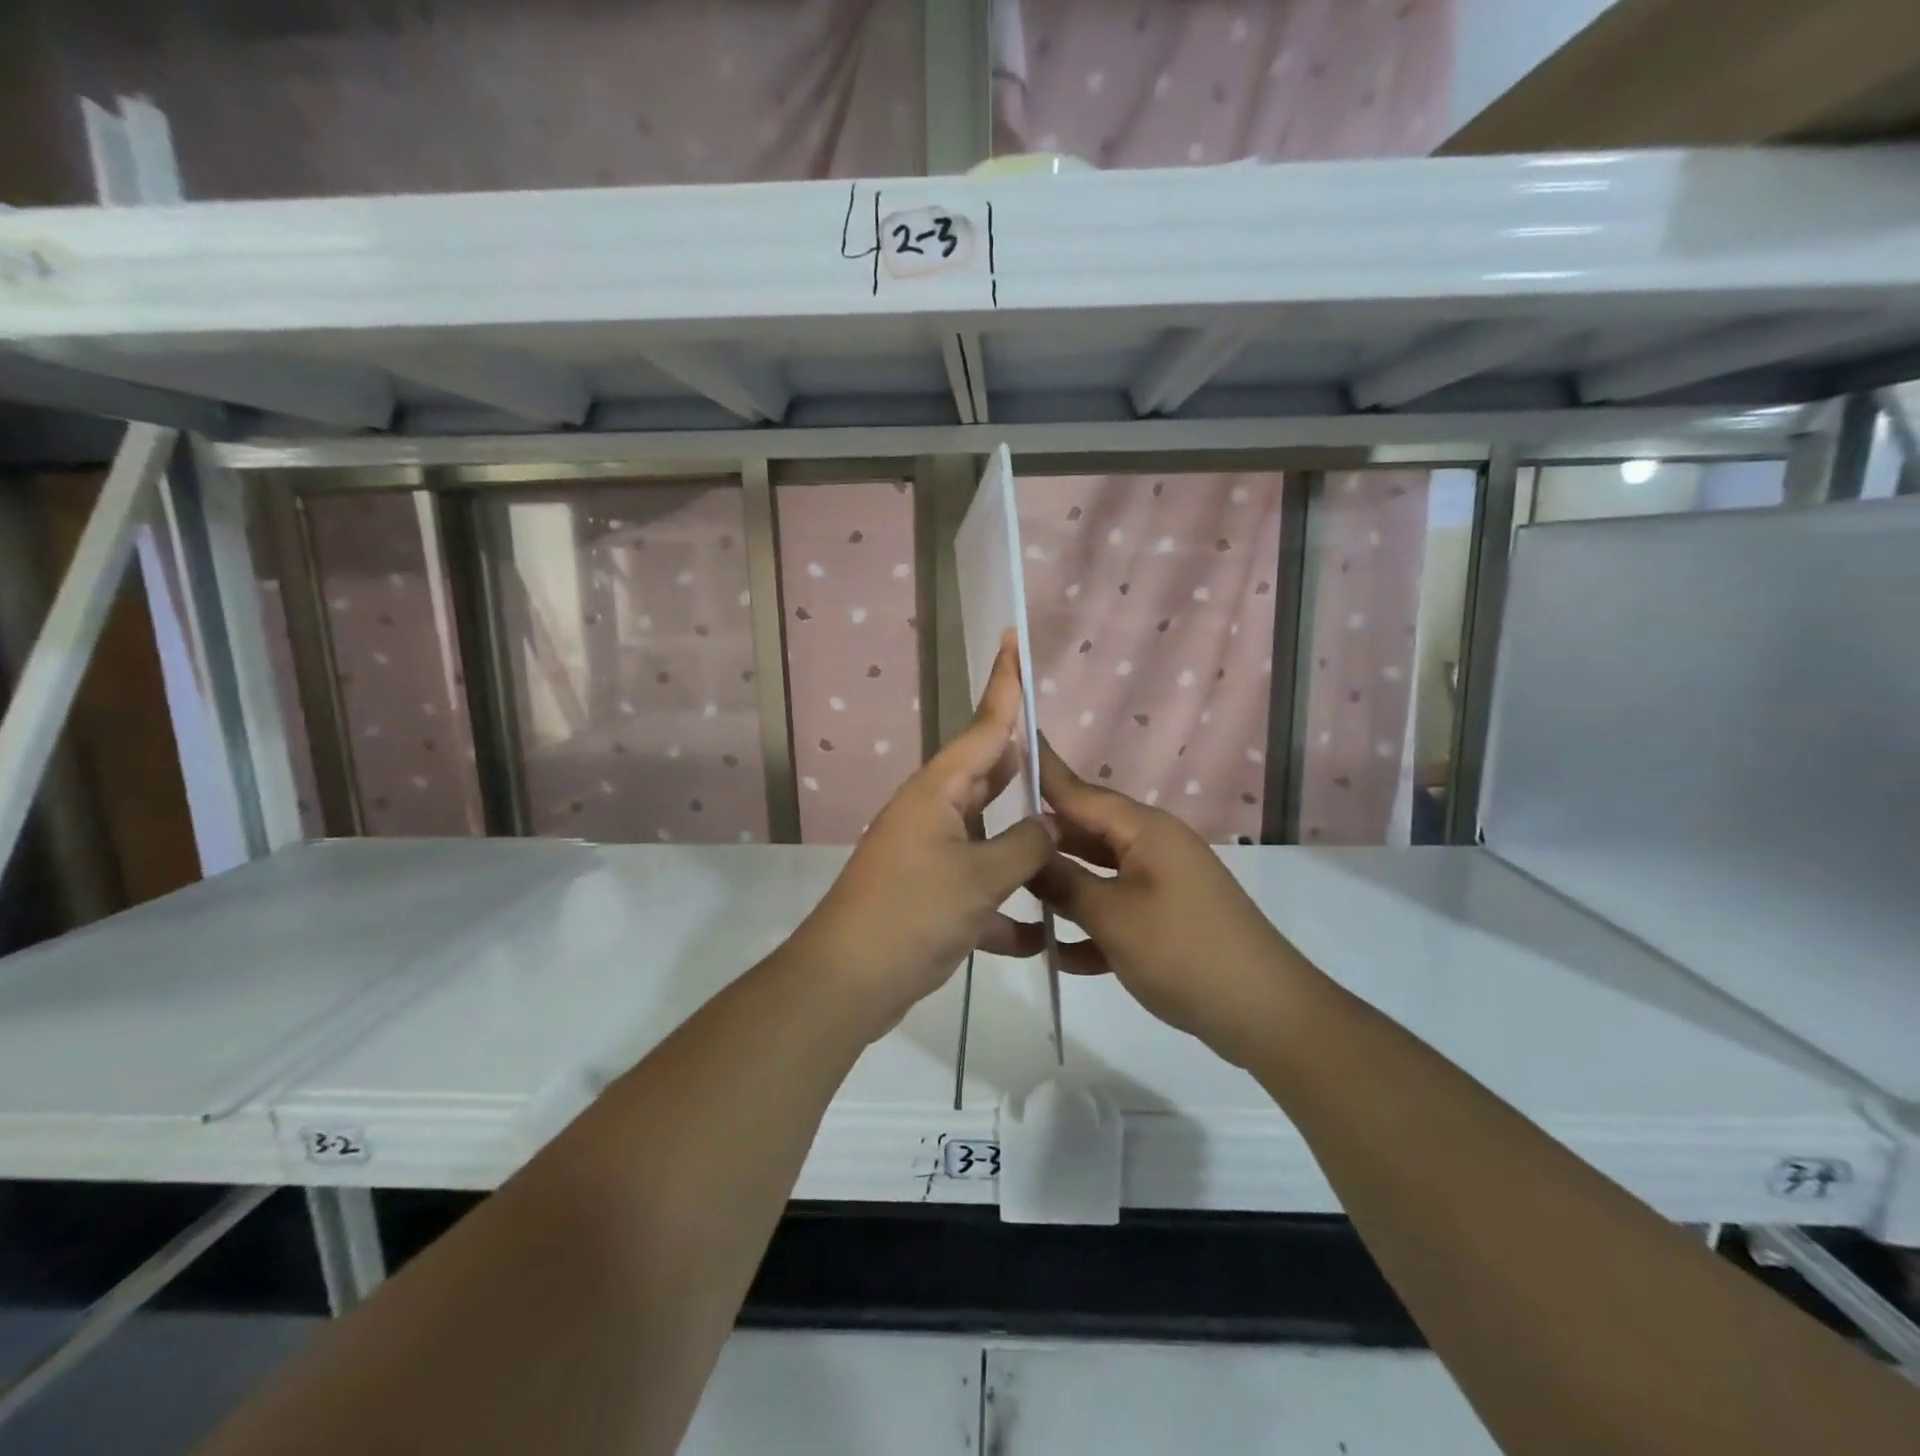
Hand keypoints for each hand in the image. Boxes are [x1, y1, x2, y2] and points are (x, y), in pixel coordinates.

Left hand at [795, 632, 1054, 1040]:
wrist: (848, 983)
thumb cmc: (913, 914)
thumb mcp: (981, 877)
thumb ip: (1026, 844)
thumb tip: (1049, 824)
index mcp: (939, 792)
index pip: (984, 726)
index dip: (1005, 684)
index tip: (1013, 640)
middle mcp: (932, 813)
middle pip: (987, 776)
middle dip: (1021, 765)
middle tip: (1060, 751)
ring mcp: (928, 855)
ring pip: (987, 835)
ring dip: (1022, 845)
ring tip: (1066, 842)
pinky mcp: (929, 896)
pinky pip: (977, 888)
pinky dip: (1004, 908)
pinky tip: (1039, 937)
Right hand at [1031, 741, 1304, 1064]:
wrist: (1265, 1014)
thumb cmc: (1183, 952)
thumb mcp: (1112, 916)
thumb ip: (1063, 882)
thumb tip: (1026, 853)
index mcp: (1144, 830)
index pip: (1079, 791)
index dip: (1042, 771)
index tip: (1006, 743)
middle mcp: (1152, 846)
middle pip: (1084, 832)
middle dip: (1040, 841)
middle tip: (989, 841)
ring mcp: (1160, 883)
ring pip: (1096, 873)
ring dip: (1060, 888)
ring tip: (1008, 895)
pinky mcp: (1164, 918)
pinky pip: (1115, 909)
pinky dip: (1088, 926)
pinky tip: (1056, 954)